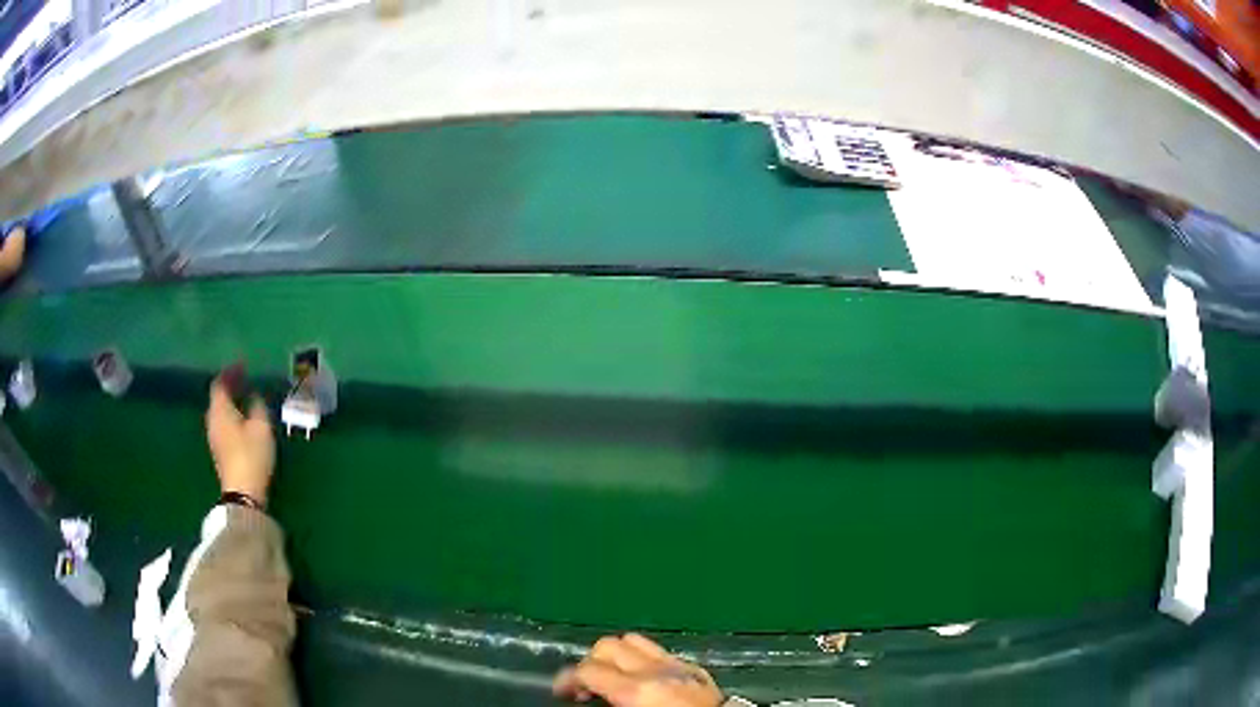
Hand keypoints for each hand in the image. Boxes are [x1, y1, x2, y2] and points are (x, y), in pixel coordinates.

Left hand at [206, 378, 274, 505]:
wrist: (242, 493)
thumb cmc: (251, 455)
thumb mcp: (261, 427)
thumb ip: (257, 406)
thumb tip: (253, 396)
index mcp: (220, 410)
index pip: (220, 383)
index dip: (230, 372)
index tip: (242, 366)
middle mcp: (212, 420)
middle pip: (218, 397)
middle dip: (230, 387)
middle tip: (244, 380)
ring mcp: (214, 437)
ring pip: (220, 411)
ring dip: (231, 402)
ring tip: (245, 398)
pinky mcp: (220, 451)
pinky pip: (223, 424)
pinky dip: (231, 415)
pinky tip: (243, 420)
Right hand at [554, 634, 722, 706]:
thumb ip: (607, 703)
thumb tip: (586, 695)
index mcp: (636, 690)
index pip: (588, 670)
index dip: (567, 679)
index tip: (561, 691)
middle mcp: (654, 670)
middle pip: (607, 646)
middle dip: (590, 662)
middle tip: (586, 686)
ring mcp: (676, 665)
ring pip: (633, 640)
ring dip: (616, 655)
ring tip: (611, 676)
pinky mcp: (694, 667)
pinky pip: (659, 650)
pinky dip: (642, 658)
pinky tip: (642, 676)